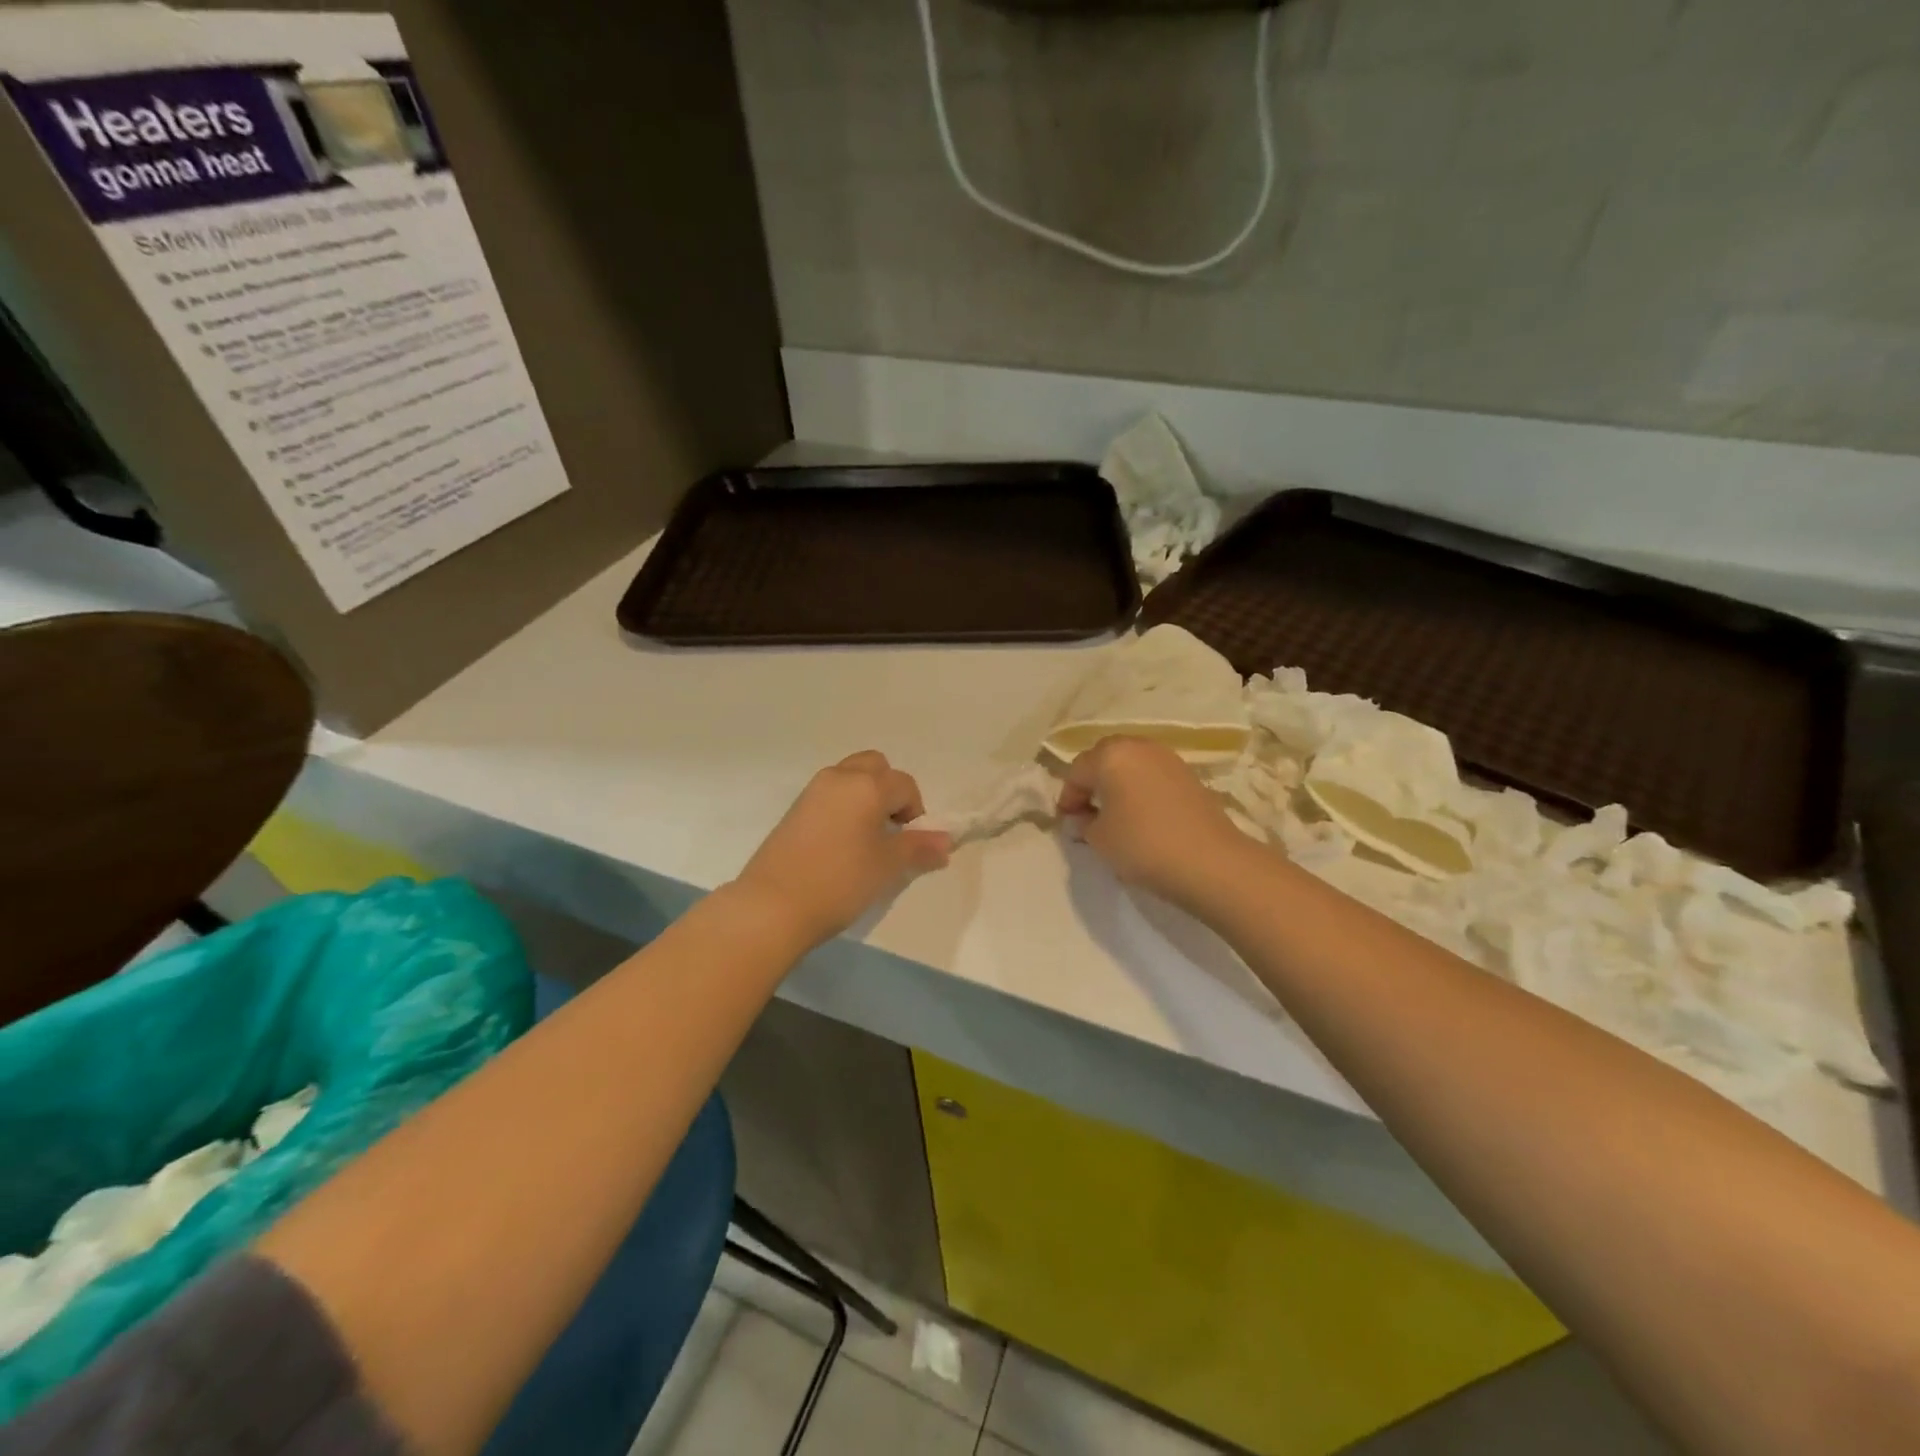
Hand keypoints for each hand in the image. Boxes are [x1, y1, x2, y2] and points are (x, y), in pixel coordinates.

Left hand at [732, 751, 950, 948]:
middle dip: (889, 790)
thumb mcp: (887, 866)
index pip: (905, 785)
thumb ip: (918, 848)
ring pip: (849, 778)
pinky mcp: (794, 810)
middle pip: (875, 767)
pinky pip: (829, 795)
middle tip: (890, 829)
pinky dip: (843, 807)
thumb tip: (945, 841)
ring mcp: (812, 792)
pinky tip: (840, 845)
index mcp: (867, 785)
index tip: (910, 843)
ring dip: (865, 796)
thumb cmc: (840, 881)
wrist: (772, 905)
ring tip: (865, 839)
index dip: (915, 812)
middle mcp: (839, 778)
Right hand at [1059, 736, 1251, 911]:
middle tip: (1087, 812)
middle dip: (1092, 782)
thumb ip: (1083, 823)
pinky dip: (1141, 790)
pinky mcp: (1190, 776)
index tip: (1066, 822)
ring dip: (1118, 784)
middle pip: (1105, 758)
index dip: (1068, 797)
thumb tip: (1082, 818)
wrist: (1211, 862)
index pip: (1078, 771)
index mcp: (1111, 755)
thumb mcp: (1100, 838)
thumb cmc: (1143, 845)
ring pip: (1132, 765)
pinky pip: (1153, 776)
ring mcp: (1169, 759)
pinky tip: (1142, 817)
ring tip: (1115, 815)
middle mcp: (1140, 747)